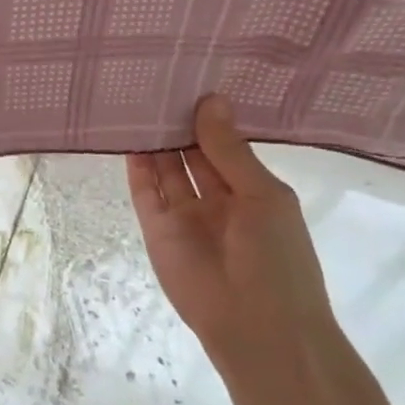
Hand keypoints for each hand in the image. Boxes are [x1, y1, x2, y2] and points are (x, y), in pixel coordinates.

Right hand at [127, 96, 337, 374]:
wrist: (257, 327)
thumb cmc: (277, 259)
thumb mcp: (263, 196)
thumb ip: (229, 151)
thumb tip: (211, 100)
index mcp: (251, 189)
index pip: (224, 144)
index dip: (208, 116)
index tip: (190, 77)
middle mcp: (216, 198)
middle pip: (191, 153)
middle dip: (177, 123)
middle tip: (156, 80)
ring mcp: (184, 214)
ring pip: (165, 169)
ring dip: (154, 140)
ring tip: (136, 100)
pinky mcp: (157, 230)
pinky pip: (145, 192)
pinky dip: (136, 166)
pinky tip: (127, 134)